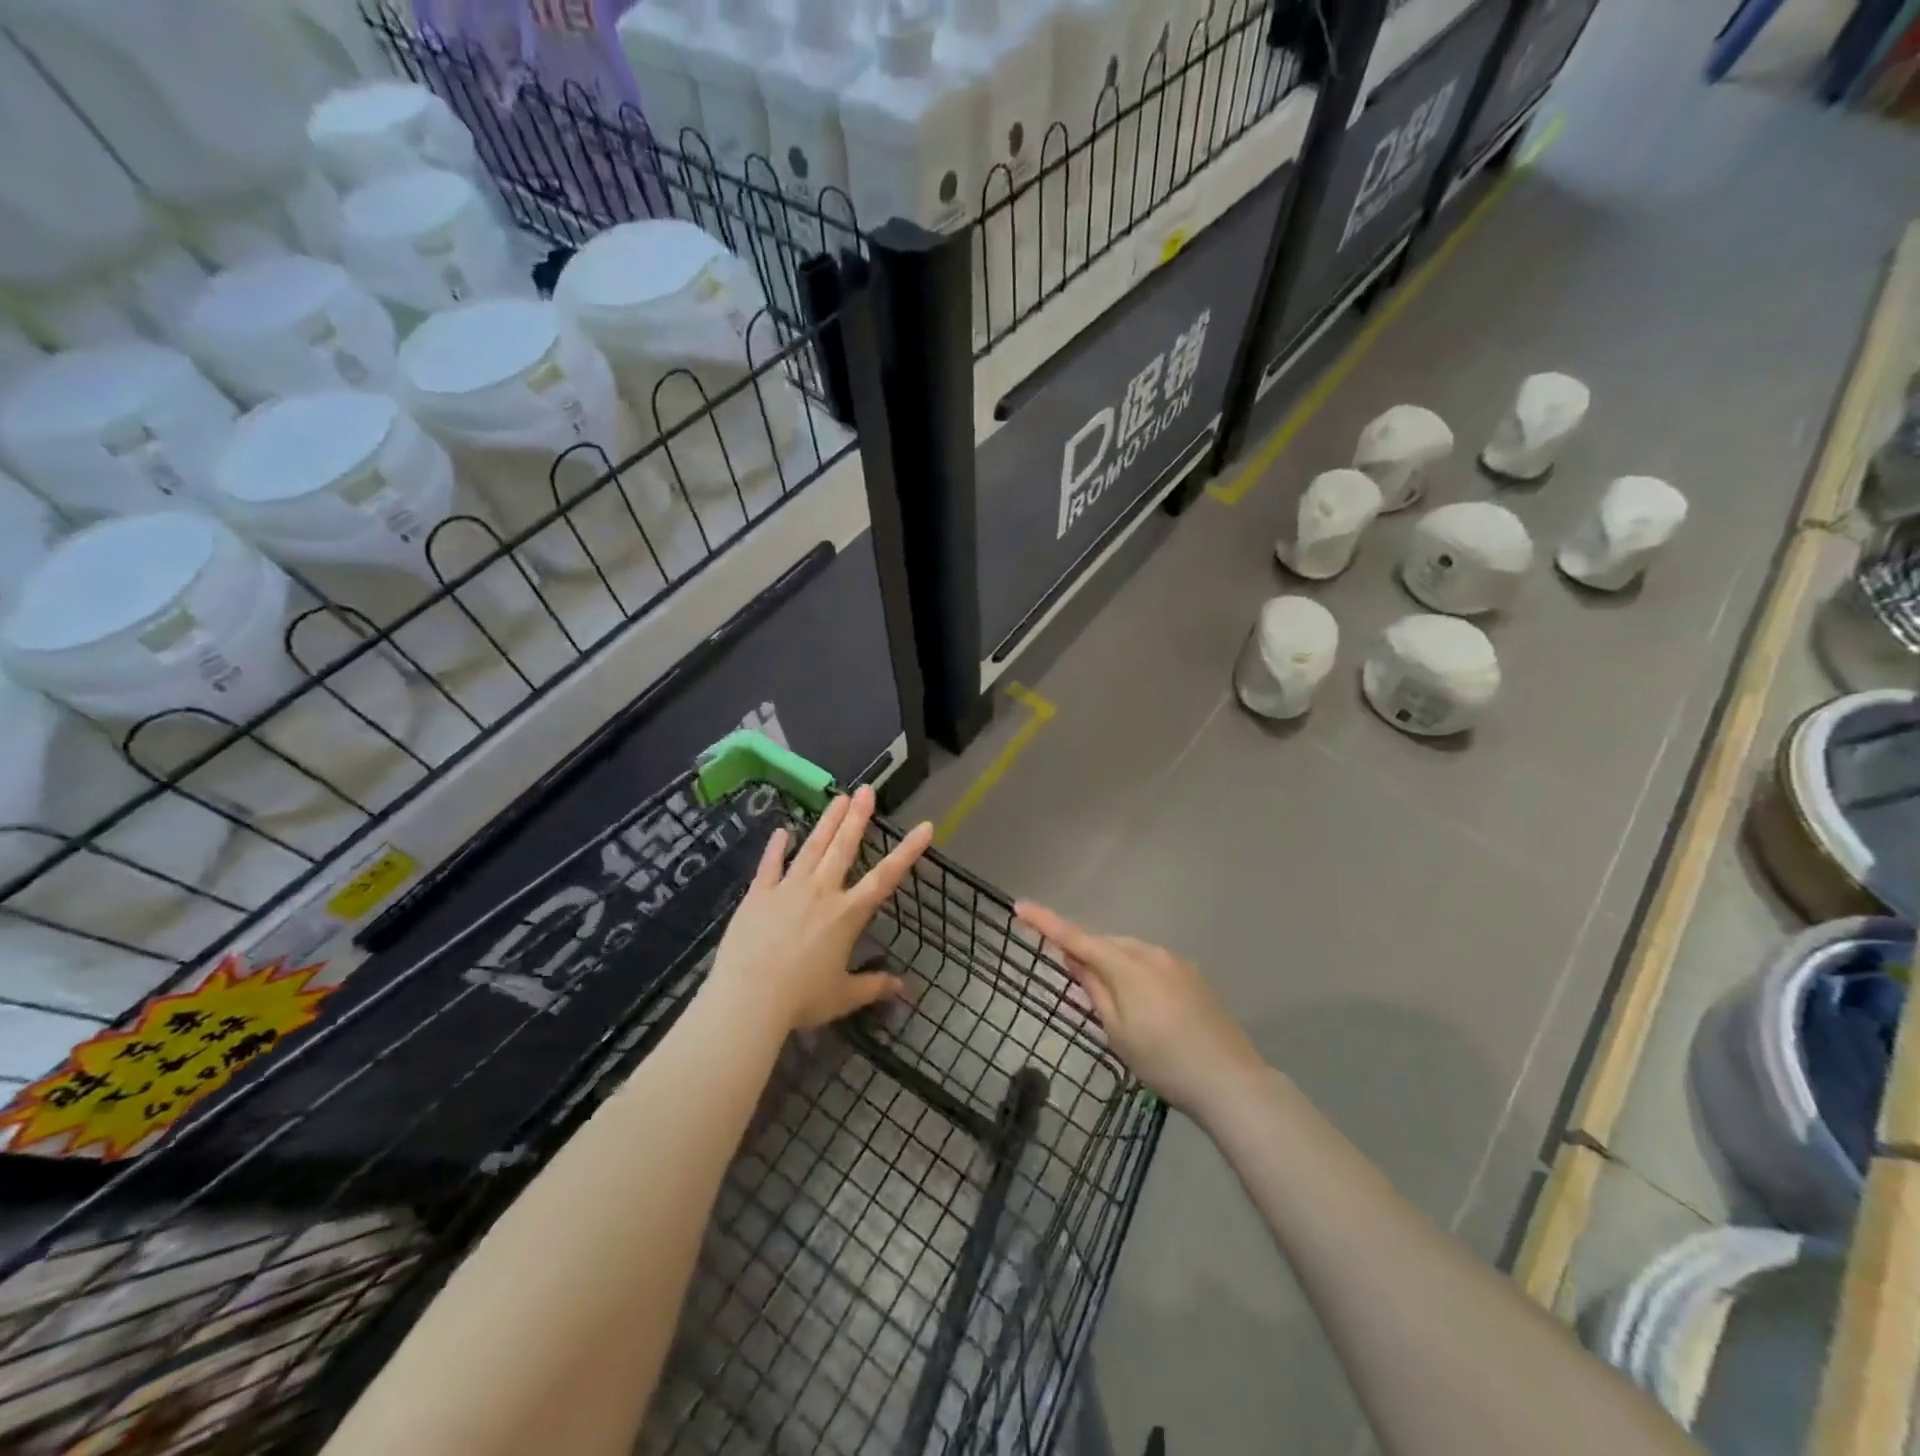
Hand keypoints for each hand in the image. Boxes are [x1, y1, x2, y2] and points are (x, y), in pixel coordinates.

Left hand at [709, 785, 934, 1031]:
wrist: (749, 998)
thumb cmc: (801, 999)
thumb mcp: (843, 996)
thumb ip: (873, 987)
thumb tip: (904, 988)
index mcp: (848, 914)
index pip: (886, 877)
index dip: (908, 851)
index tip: (925, 826)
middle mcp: (822, 892)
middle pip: (844, 848)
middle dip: (858, 817)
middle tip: (867, 790)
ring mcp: (788, 889)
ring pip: (812, 848)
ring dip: (827, 822)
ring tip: (838, 798)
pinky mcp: (759, 894)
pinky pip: (770, 865)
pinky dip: (777, 847)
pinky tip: (782, 831)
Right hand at [1015, 902, 1263, 1116]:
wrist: (1230, 1081)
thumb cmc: (1163, 1062)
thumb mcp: (1117, 1032)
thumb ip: (1094, 990)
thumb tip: (1074, 958)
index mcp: (1127, 966)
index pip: (1076, 938)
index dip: (1046, 923)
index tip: (1020, 907)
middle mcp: (1151, 953)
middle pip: (1105, 944)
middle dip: (1085, 952)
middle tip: (1070, 976)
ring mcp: (1176, 962)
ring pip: (1130, 952)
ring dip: (1112, 964)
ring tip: (1110, 1000)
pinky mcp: (1193, 976)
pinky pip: (1151, 963)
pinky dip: (1135, 972)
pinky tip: (1143, 1004)